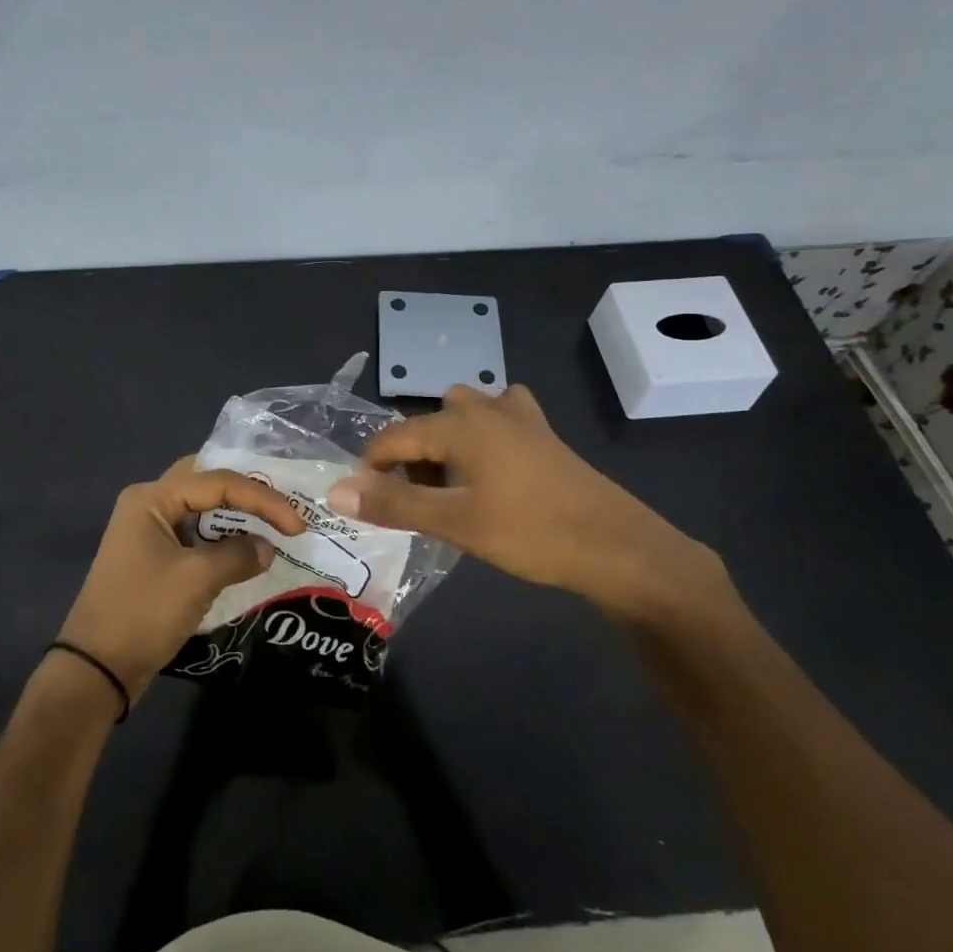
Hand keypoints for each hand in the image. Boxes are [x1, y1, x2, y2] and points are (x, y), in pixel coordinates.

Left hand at [58, 457, 305, 701]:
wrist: (96, 669)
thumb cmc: (143, 613)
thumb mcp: (197, 580)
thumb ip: (238, 555)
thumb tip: (267, 548)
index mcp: (152, 498)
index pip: (218, 482)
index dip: (262, 499)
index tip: (297, 524)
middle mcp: (149, 504)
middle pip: (208, 483)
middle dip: (248, 493)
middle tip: (283, 507)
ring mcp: (150, 531)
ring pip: (203, 509)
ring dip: (237, 517)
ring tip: (275, 526)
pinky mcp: (155, 557)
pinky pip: (196, 535)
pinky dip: (224, 539)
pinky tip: (249, 550)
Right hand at [324, 384, 739, 629]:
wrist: (615, 545)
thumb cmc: (529, 532)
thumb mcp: (454, 522)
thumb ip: (393, 504)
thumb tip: (336, 492)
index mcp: (458, 424)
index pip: (394, 437)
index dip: (371, 468)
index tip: (364, 502)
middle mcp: (483, 407)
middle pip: (426, 424)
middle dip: (410, 458)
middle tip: (414, 502)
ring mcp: (517, 415)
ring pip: (461, 415)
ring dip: (445, 444)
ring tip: (449, 487)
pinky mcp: (542, 431)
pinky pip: (497, 419)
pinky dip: (482, 436)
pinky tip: (491, 466)